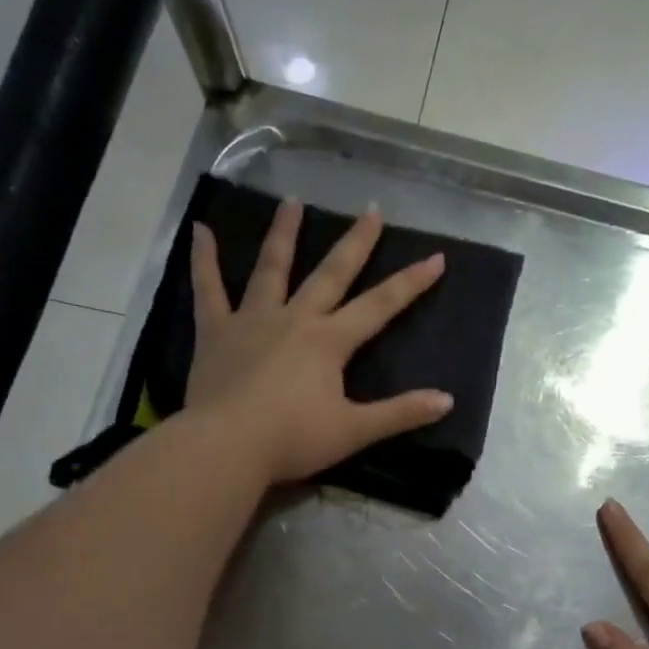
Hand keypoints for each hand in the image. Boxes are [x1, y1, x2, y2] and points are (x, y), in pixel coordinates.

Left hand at [186, 198, 452, 484]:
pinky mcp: (215, 332)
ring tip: (292, 201)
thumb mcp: (354, 431)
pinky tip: (200, 230)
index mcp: (329, 342)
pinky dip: (204, 259)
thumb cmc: (292, 440)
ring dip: (284, 233)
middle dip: (355, 242)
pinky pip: (208, 289)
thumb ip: (400, 414)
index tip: (436, 257)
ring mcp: (252, 320)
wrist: (227, 447)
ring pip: (271, 268)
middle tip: (371, 209)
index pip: (379, 306)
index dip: (410, 283)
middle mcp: (295, 319)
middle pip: (331, 274)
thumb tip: (447, 401)